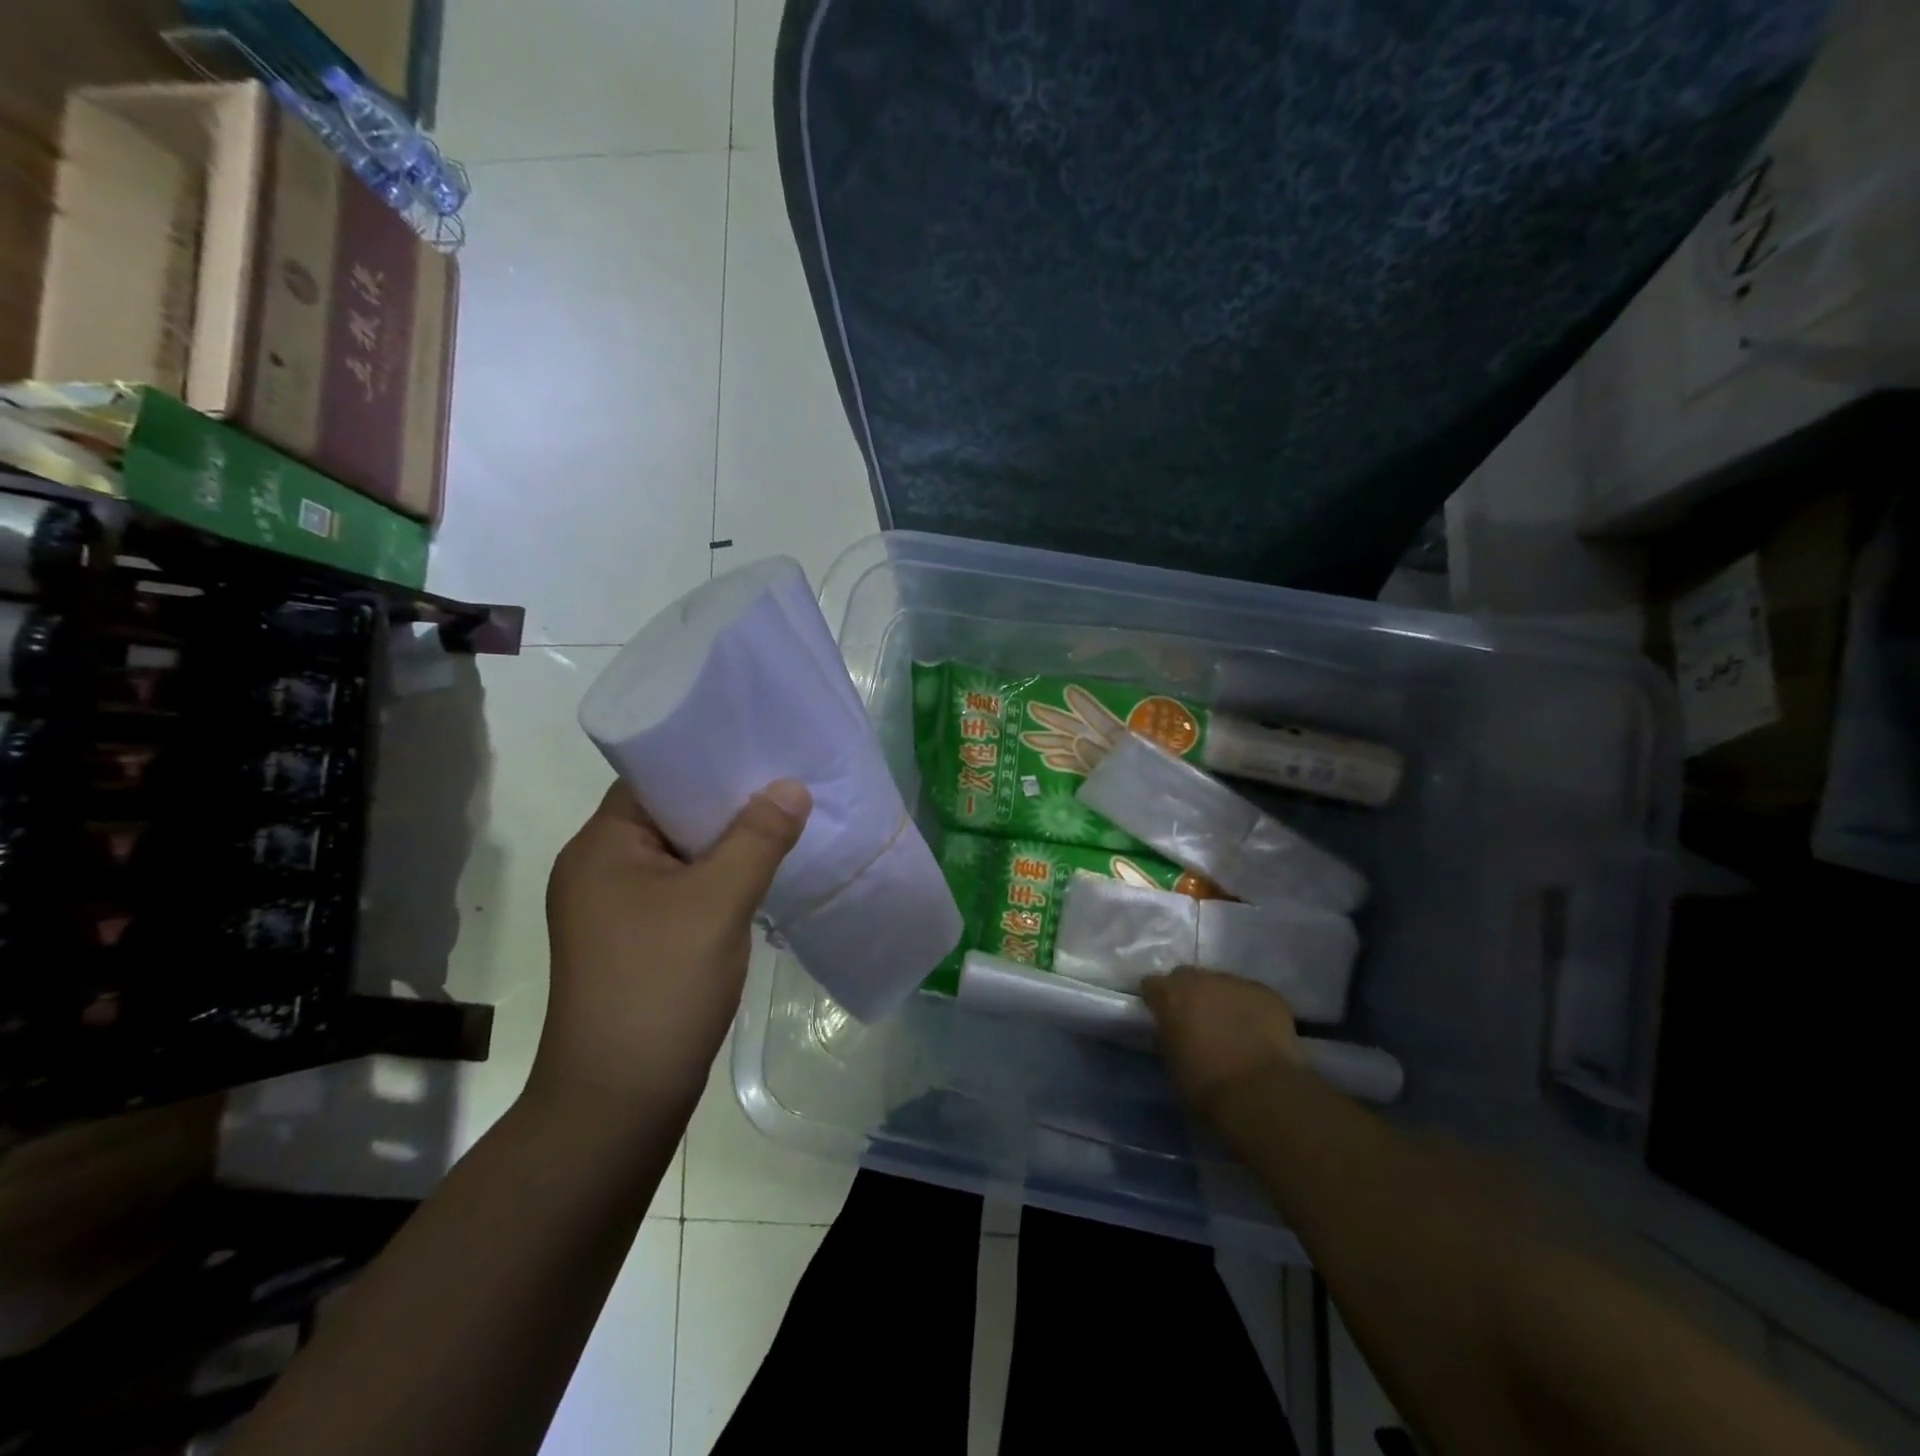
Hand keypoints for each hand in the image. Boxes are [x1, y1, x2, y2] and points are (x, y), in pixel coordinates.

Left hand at [529, 779, 810, 1119]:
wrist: (619, 1103)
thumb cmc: (660, 987)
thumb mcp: (717, 903)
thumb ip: (758, 838)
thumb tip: (792, 787)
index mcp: (601, 846)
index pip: (654, 777)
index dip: (707, 758)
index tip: (762, 747)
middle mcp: (600, 868)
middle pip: (671, 814)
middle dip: (728, 800)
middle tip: (787, 781)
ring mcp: (617, 908)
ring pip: (682, 855)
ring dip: (728, 842)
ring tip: (785, 820)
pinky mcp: (637, 940)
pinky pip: (685, 889)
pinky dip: (720, 877)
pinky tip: (763, 873)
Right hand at [1140, 969, 1305, 1118]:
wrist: (1260, 1096)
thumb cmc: (1205, 1086)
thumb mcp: (1171, 1061)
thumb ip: (1169, 1034)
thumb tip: (1173, 1030)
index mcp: (1171, 994)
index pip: (1152, 984)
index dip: (1156, 1001)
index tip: (1161, 1017)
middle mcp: (1202, 979)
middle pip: (1188, 977)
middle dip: (1189, 994)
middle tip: (1197, 1021)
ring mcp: (1238, 983)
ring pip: (1223, 985)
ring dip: (1222, 1001)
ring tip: (1232, 1028)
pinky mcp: (1268, 995)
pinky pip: (1253, 997)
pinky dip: (1251, 1010)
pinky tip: (1258, 1033)